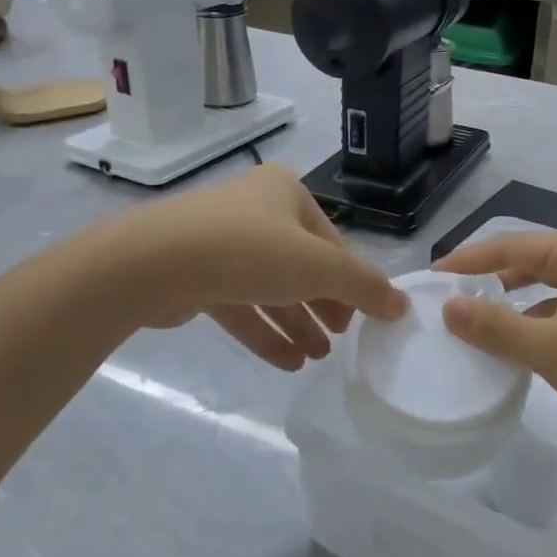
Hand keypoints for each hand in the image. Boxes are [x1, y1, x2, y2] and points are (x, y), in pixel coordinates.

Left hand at [121, 165, 405, 370]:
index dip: (351, 282)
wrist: (154, 264)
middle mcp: (254, 210)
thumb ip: (365, 287)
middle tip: (340, 341)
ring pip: (269, 288)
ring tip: (316, 358)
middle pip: (301, 266)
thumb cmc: (250, 251)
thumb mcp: (321, 268)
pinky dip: (264, 332)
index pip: (331, 242)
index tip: (362, 320)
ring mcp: (219, 242)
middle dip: (322, 307)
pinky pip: (239, 305)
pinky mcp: (193, 274)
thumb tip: (402, 305)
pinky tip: (287, 363)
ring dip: (296, 324)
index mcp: (286, 193)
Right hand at [435, 232, 556, 440]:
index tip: (434, 277)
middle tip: (455, 300)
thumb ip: (495, 327)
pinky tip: (527, 349)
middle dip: (491, 280)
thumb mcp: (549, 346)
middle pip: (529, 262)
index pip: (509, 246)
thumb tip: (448, 307)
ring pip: (549, 288)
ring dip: (516, 304)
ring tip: (482, 325)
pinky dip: (541, 323)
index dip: (468, 260)